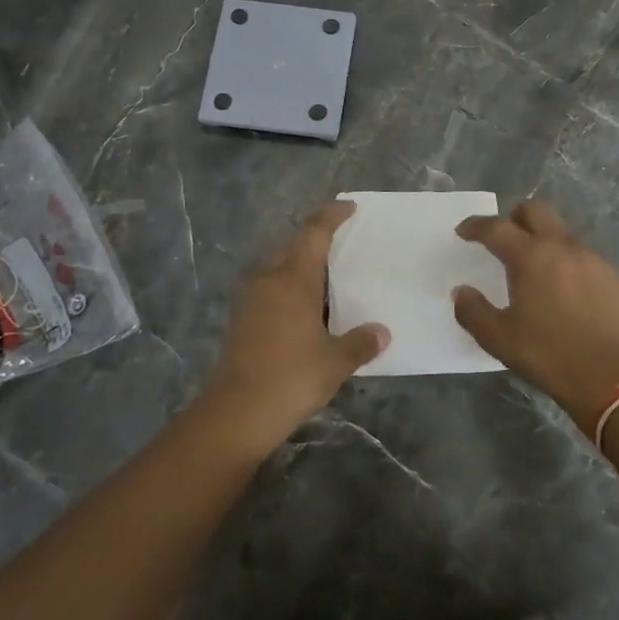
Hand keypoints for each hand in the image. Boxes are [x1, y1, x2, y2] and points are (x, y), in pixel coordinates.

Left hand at [201, 201, 389, 449]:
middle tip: (343, 245)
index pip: (313, 232)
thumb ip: (360, 342)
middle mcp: (269, 279)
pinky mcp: (242, 318)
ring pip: (278, 266)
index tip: (348, 207)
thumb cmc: (291, 377)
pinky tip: (307, 309)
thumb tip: (381, 333)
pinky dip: (289, 286)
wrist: (237, 412)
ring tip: (328, 278)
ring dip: (300, 265)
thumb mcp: (335, 361)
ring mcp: (251, 298)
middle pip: (292, 245)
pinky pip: (270, 287)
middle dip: (315, 239)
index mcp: (293, 278)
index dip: (331, 215)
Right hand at [452, 201, 618, 435]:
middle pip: (536, 211)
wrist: (613, 380)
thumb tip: (462, 291)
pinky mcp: (617, 279)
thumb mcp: (498, 339)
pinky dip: (570, 265)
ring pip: (563, 234)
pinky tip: (569, 293)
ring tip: (537, 270)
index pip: (496, 227)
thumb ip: (473, 310)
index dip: (475, 226)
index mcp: (531, 256)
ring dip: (545, 241)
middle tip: (504, 238)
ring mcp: (595, 260)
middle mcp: (564, 247)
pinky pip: (587, 259)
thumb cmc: (549, 356)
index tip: (463, 231)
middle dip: (515, 217)